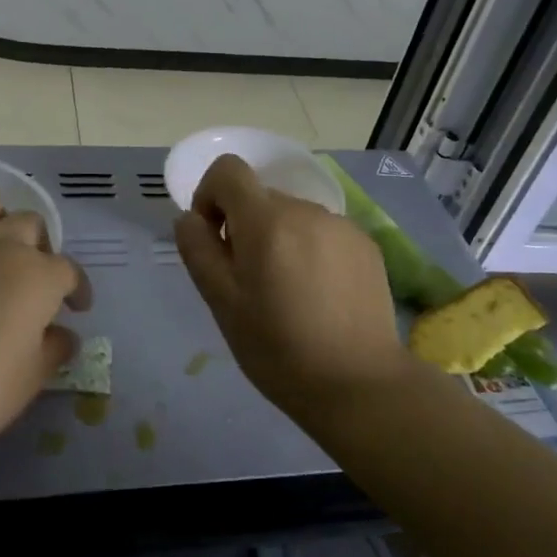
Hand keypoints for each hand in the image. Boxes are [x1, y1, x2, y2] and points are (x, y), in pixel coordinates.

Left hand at [0, 188, 90, 475]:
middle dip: (40, 250)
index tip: (76, 308)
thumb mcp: (35, 375)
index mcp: (38, 275)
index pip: (69, 271)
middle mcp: (1, 244)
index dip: (77, 290)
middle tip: (33, 280)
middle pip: (31, 226)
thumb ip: (56, 346)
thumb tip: (63, 334)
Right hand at [174, 154, 405, 420]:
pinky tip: (318, 296)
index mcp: (267, 221)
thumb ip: (198, 250)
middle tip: (249, 282)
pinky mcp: (366, 244)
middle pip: (260, 197)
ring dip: (278, 239)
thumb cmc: (279, 350)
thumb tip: (189, 217)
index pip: (228, 170)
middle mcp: (306, 210)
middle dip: (244, 227)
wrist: (359, 385)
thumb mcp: (222, 304)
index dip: (210, 196)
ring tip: (287, 293)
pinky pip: (322, 232)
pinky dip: (309, 250)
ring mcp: (342, 225)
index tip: (214, 239)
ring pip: (292, 216)